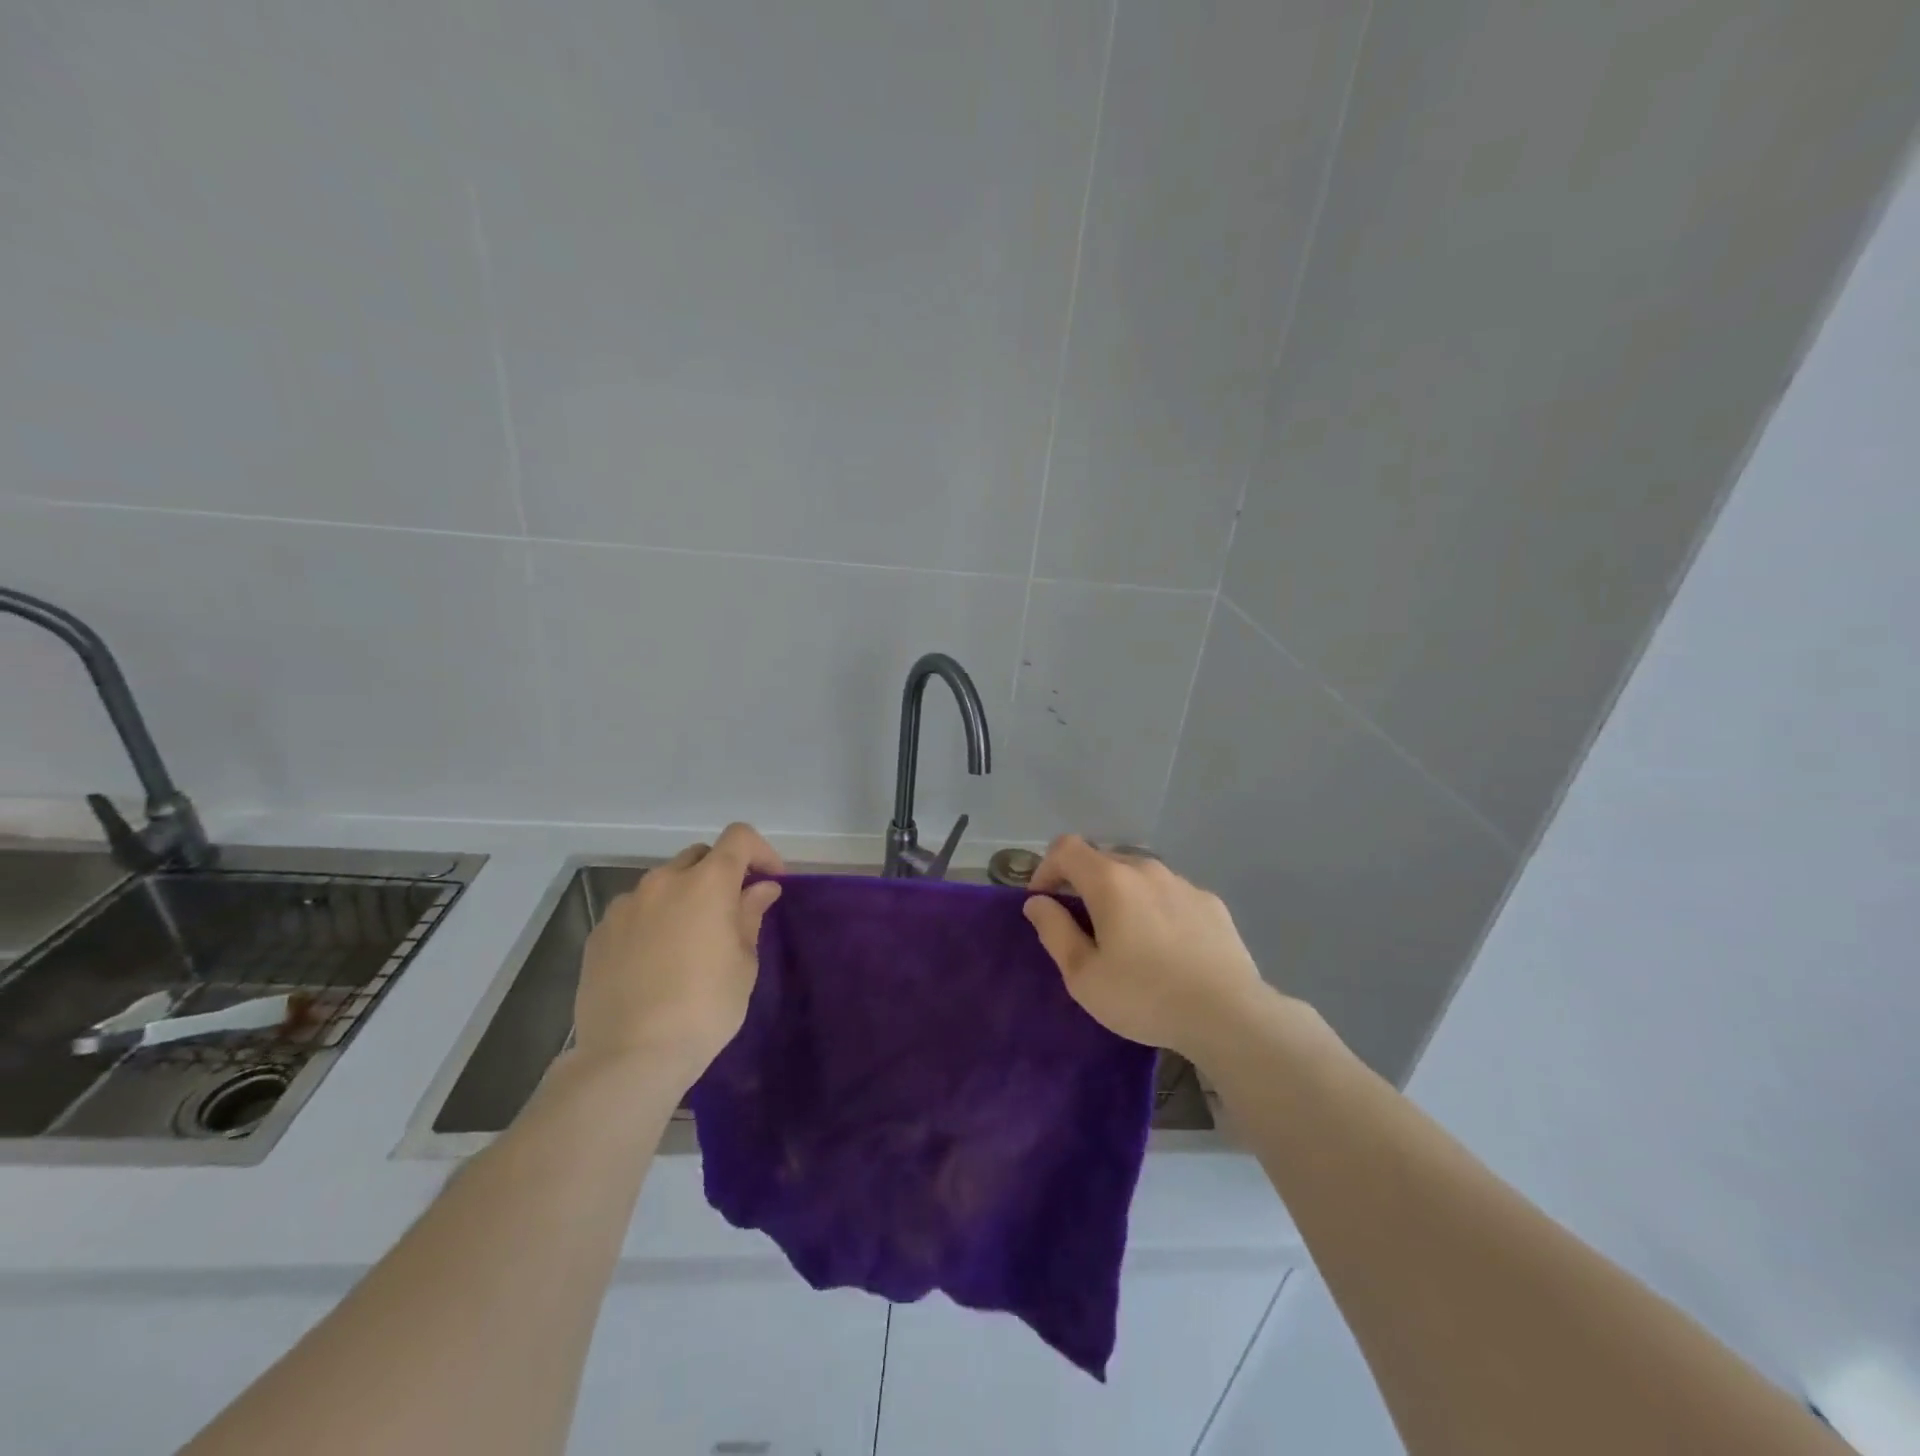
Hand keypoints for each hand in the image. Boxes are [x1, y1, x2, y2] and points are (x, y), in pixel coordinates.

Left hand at [573, 823, 784, 1088]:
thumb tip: (761, 888)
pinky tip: (655, 961)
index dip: (760, 852)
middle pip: (699, 856)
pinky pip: (635, 911)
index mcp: (707, 882)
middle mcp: (663, 881)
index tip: (770, 882)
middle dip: (720, 873)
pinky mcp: (599, 932)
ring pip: (663, 883)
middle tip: (731, 911)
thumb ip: (750, 915)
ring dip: (684, 896)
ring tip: (689, 939)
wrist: (630, 1055)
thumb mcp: (744, 963)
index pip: (739, 838)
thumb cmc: (705, 1007)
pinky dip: (653, 921)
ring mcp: (625, 905)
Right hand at [1023, 835, 1272, 1060]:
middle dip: (1082, 883)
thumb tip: (1037, 902)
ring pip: (1138, 875)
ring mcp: (1183, 883)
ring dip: (1121, 894)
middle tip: (1081, 925)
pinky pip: (1169, 893)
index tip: (1044, 902)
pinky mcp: (1210, 902)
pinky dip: (1155, 907)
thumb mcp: (1083, 975)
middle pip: (1102, 859)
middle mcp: (1146, 869)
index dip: (1046, 868)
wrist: (1229, 1015)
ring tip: (1126, 937)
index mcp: (1110, 881)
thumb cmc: (1145, 996)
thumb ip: (1054, 931)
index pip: (1065, 848)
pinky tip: (1165, 946)